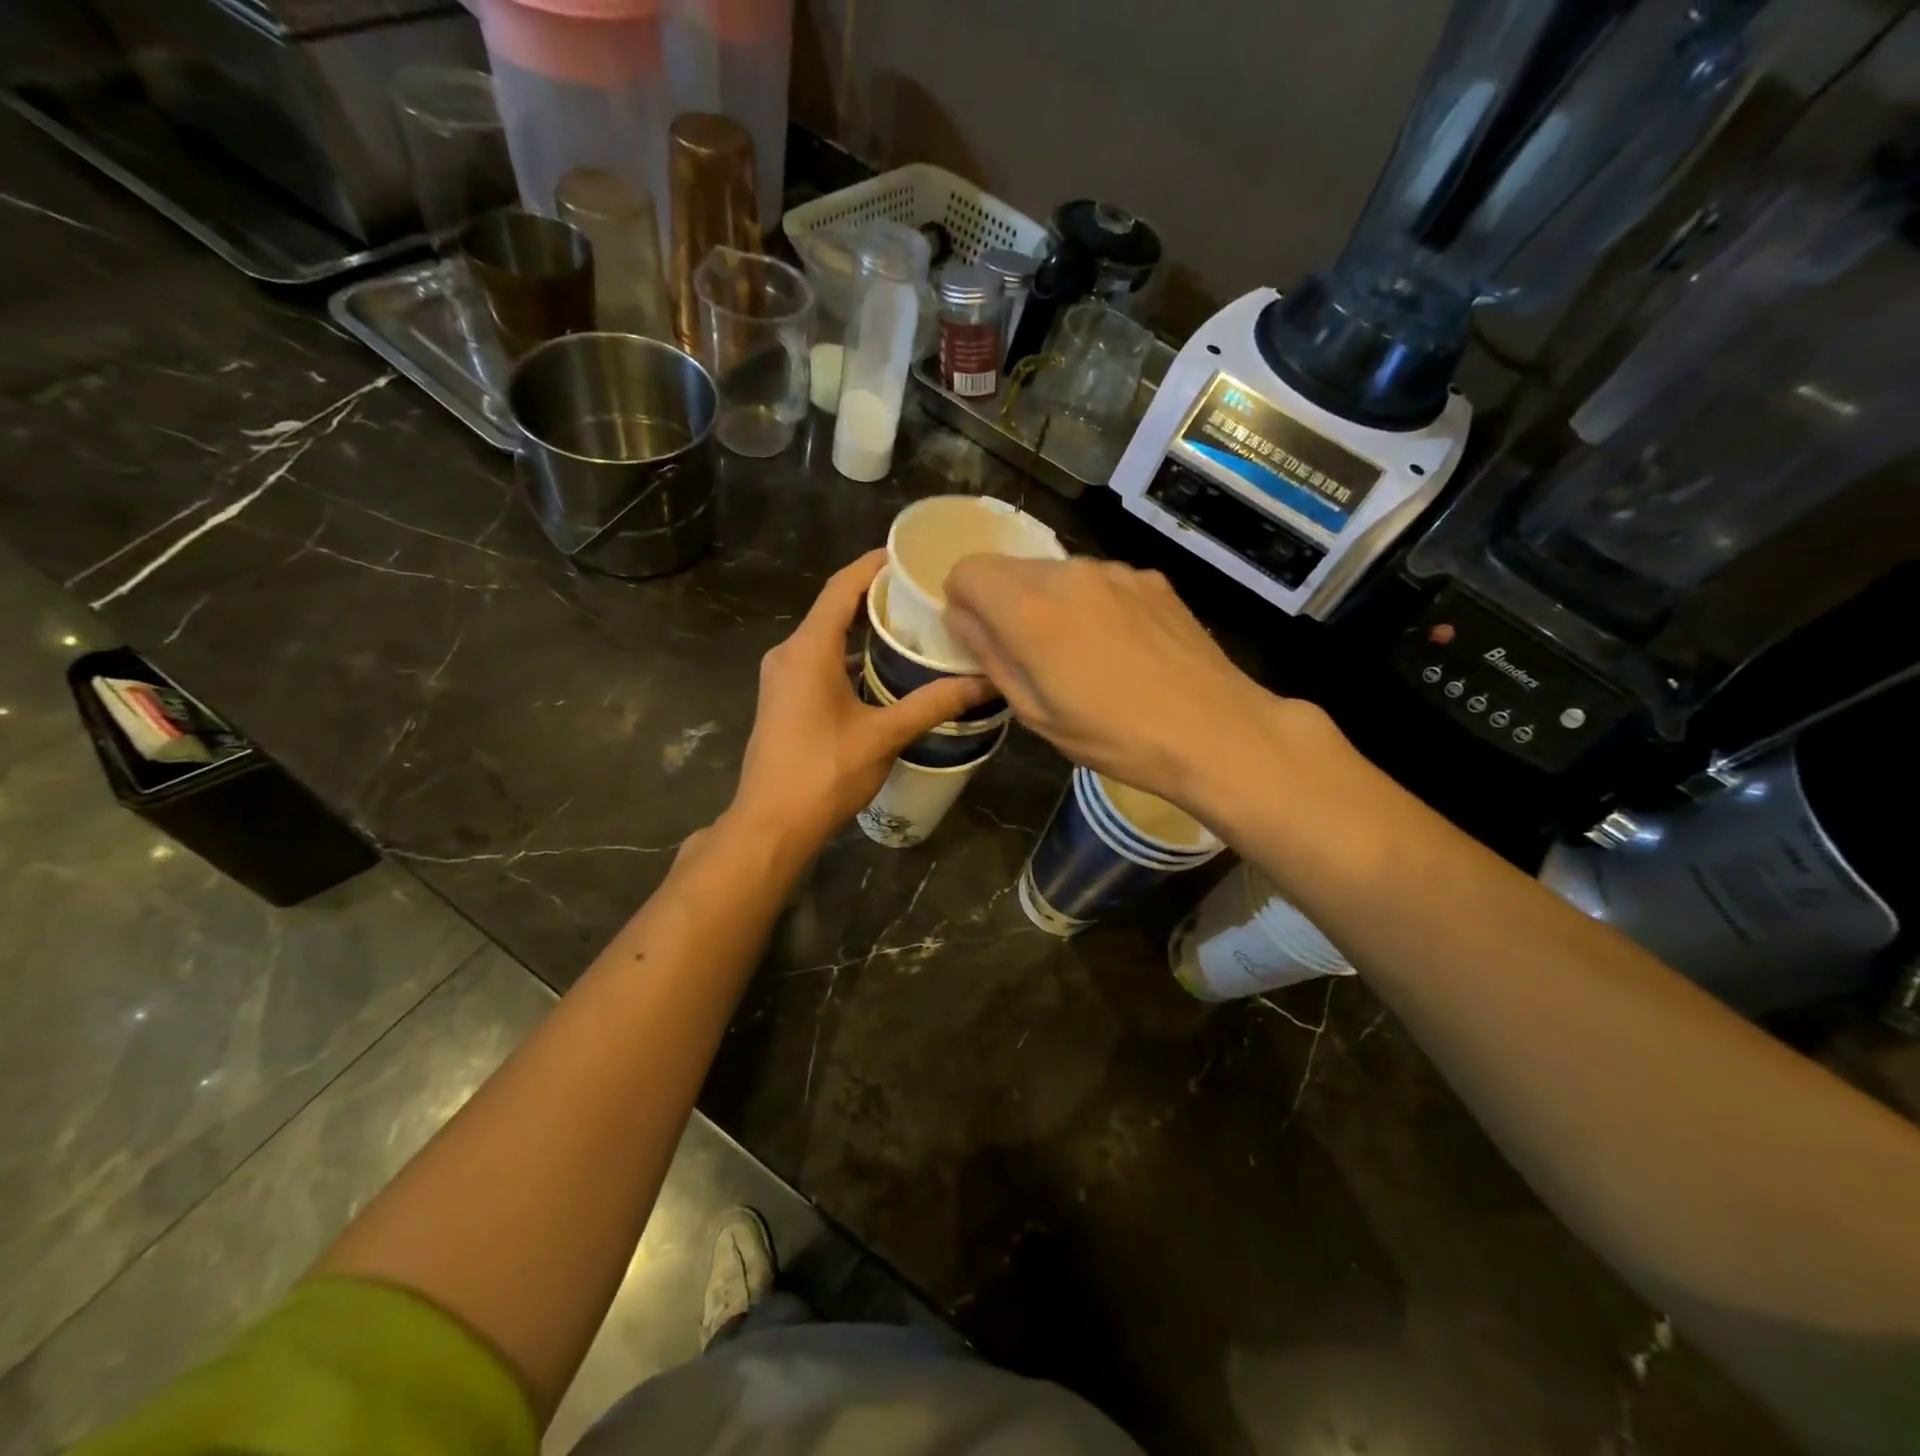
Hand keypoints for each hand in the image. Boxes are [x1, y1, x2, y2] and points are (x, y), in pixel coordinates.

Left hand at [724, 549, 993, 855]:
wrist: (771, 824)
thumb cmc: (824, 773)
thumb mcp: (884, 736)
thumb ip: (933, 704)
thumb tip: (986, 683)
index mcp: (808, 649)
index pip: (842, 587)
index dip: (874, 564)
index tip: (911, 554)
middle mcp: (788, 653)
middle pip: (834, 608)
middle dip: (876, 595)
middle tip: (923, 592)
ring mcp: (781, 677)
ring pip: (826, 637)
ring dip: (863, 628)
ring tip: (912, 626)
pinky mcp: (783, 699)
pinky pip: (818, 660)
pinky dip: (849, 655)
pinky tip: (883, 669)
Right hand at [944, 555, 1324, 813]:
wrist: (1214, 730)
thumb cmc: (1114, 735)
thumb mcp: (1035, 712)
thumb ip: (989, 654)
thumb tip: (960, 615)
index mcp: (1030, 607)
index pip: (968, 569)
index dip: (963, 602)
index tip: (981, 640)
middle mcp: (1069, 573)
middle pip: (1012, 570)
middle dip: (1007, 606)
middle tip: (1034, 660)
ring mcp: (1116, 571)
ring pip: (1058, 576)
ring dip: (1053, 606)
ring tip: (1085, 659)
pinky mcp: (1151, 579)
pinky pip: (1101, 583)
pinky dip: (1094, 606)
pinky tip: (1124, 650)